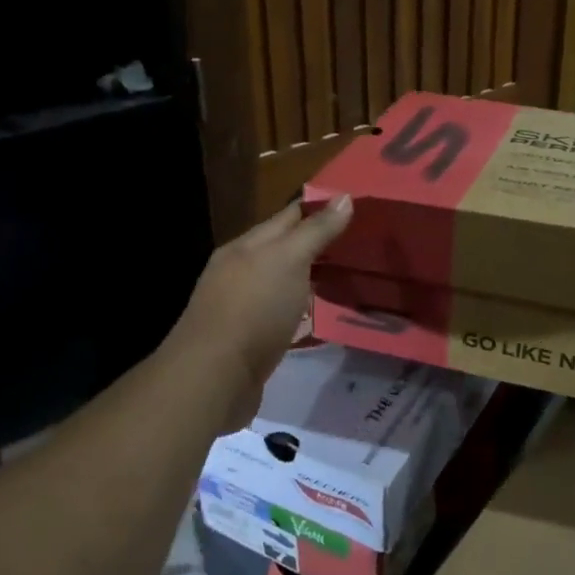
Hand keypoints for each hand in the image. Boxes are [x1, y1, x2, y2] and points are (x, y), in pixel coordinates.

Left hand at [164, 197, 353, 432]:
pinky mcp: (248, 341)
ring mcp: (241, 307)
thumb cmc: (253, 308)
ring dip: (309, 280)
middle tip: (359, 245)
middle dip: (317, 245)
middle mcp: (240, 272)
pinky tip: (320, 317)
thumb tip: (344, 197)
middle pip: (283, 250)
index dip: (319, 208)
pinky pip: (281, 317)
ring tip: (348, 278)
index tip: (354, 207)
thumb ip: (315, 230)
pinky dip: (301, 312)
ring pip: (282, 285)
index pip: (288, 216)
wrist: (214, 377)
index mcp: (246, 246)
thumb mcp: (289, 259)